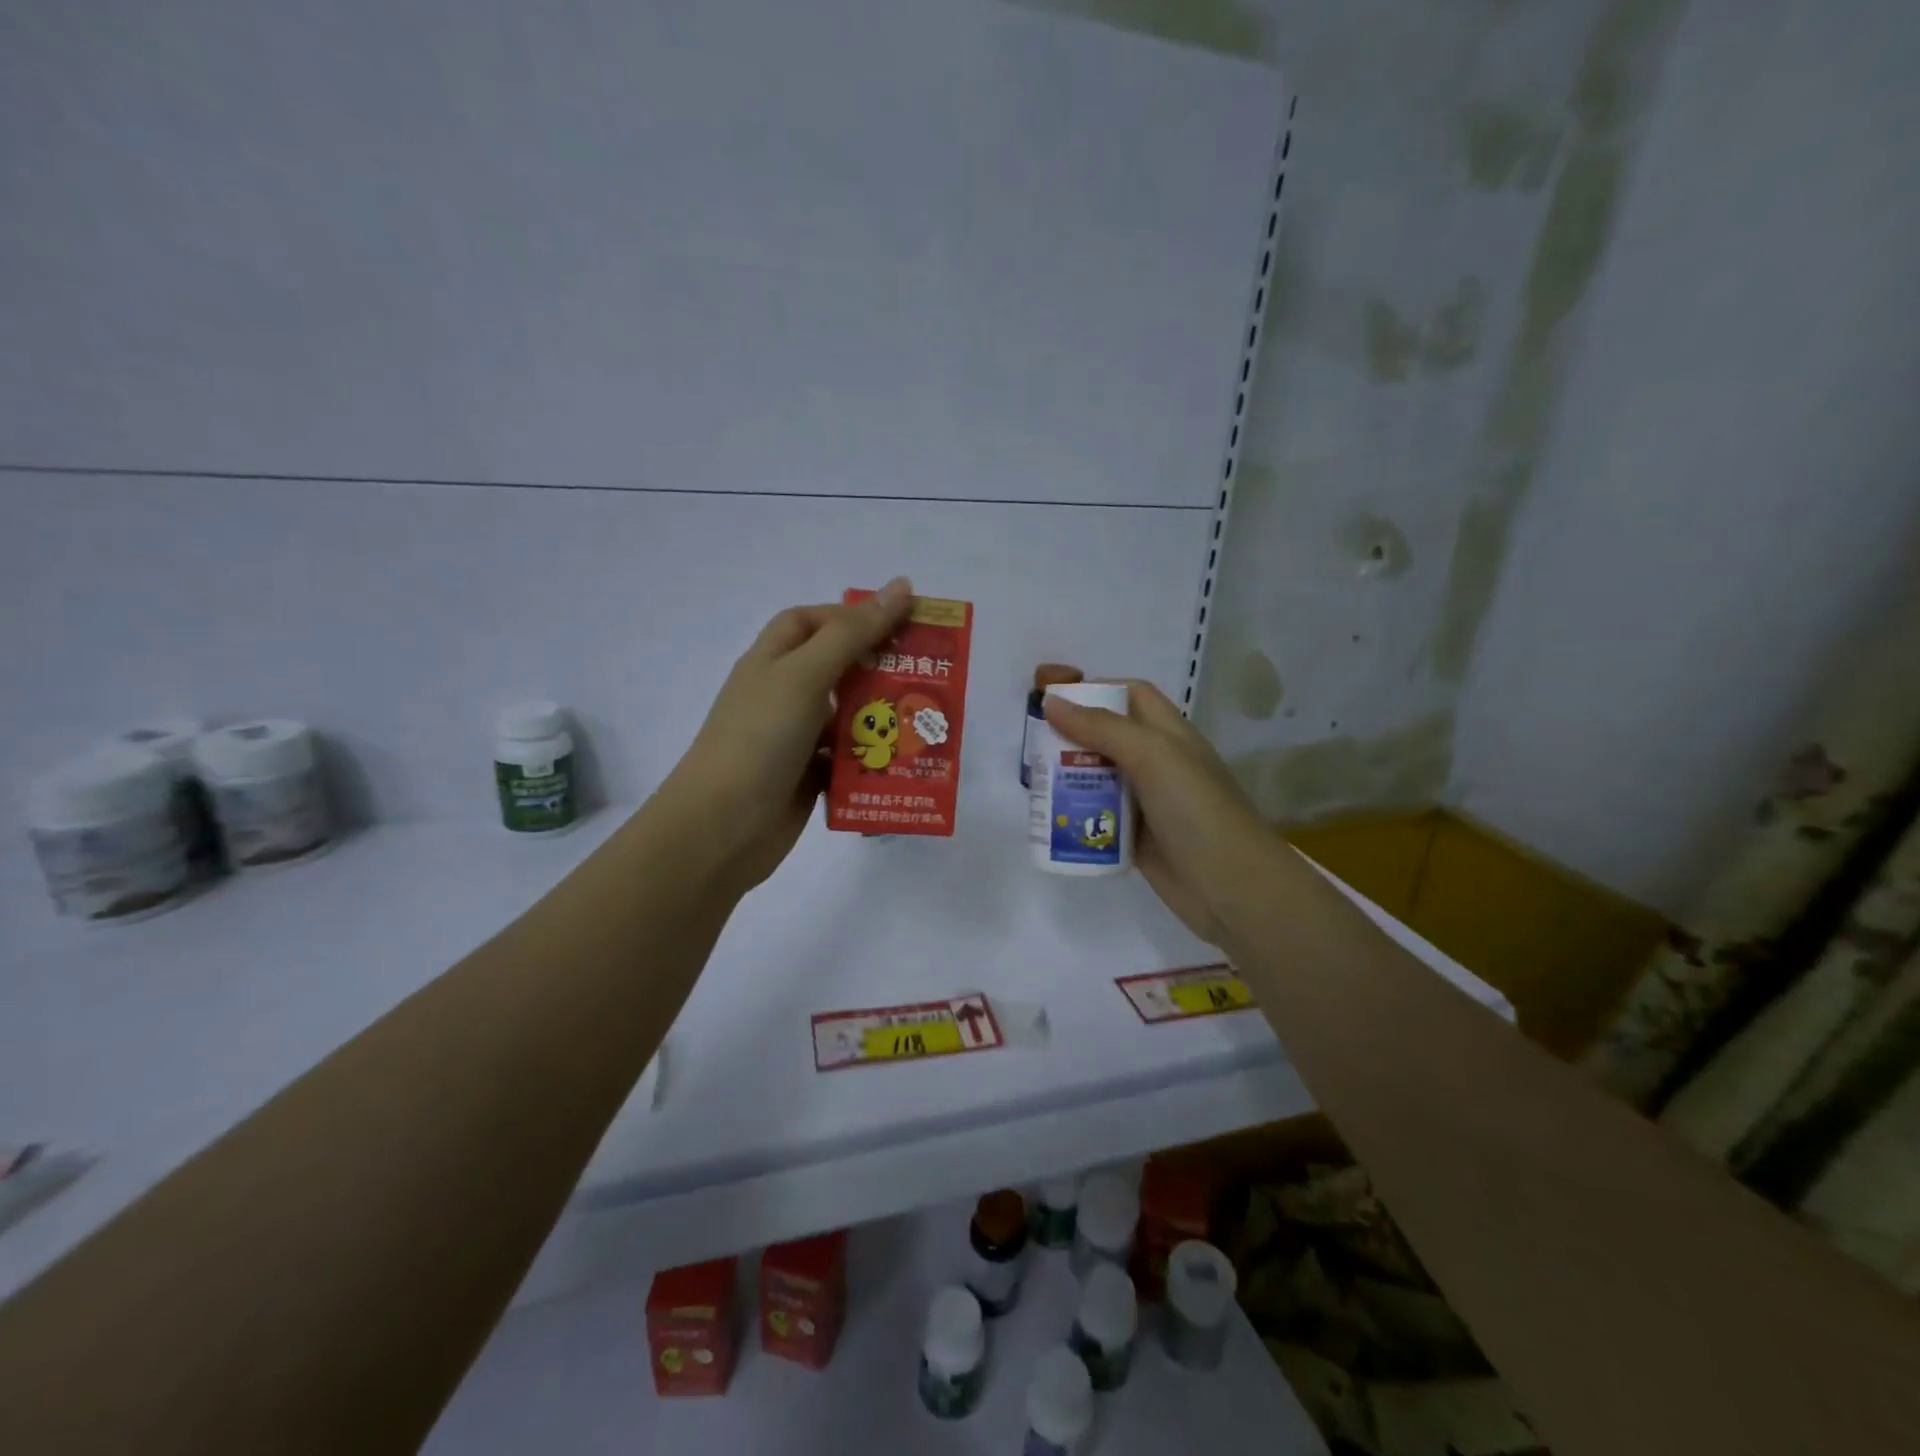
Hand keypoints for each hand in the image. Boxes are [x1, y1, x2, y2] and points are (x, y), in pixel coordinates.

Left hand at [653, 578, 913, 896]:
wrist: (721, 828)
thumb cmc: (760, 738)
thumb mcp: (805, 675)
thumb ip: (853, 632)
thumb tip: (900, 586)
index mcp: (772, 660)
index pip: (812, 621)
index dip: (851, 615)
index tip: (899, 622)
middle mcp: (782, 694)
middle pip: (837, 667)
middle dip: (879, 668)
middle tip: (927, 671)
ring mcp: (794, 738)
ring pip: (847, 716)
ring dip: (881, 717)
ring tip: (925, 718)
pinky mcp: (808, 776)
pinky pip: (848, 758)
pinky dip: (873, 758)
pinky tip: (905, 761)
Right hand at [1043, 682, 1286, 948]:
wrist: (1231, 887)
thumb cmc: (1195, 809)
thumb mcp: (1151, 755)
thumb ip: (1101, 727)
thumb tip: (1051, 701)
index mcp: (1169, 733)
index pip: (1132, 695)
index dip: (1096, 689)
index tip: (1055, 699)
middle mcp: (1158, 762)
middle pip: (1108, 736)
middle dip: (1071, 736)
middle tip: (1032, 747)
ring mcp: (1147, 801)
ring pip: (1099, 777)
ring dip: (1068, 776)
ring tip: (1032, 781)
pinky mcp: (1136, 837)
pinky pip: (1099, 816)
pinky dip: (1076, 814)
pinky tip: (1051, 817)